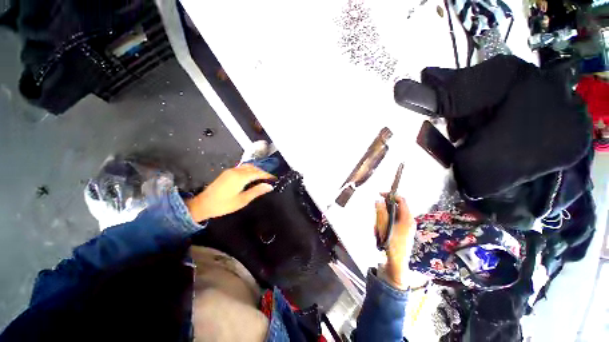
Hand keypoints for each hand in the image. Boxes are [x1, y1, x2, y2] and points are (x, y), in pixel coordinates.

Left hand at [186, 164, 275, 221]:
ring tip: (262, 178)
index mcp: (240, 177)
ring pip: (247, 167)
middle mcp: (236, 171)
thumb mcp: (242, 200)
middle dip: (262, 172)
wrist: (202, 204)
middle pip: (253, 168)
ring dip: (256, 170)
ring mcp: (230, 171)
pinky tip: (251, 176)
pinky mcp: (227, 173)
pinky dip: (249, 170)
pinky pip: (242, 168)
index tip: (274, 178)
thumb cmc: (223, 205)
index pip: (258, 173)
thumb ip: (256, 191)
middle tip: (269, 179)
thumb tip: (269, 186)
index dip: (267, 175)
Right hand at [375, 195, 415, 288]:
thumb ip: (381, 211)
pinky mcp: (402, 231)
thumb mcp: (384, 225)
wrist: (397, 262)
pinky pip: (391, 223)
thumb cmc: (392, 243)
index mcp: (407, 218)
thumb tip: (378, 200)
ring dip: (382, 220)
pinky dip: (384, 225)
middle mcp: (408, 221)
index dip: (390, 195)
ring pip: (391, 216)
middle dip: (383, 211)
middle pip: (394, 208)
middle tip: (376, 218)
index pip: (401, 200)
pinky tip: (380, 233)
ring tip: (378, 230)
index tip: (380, 194)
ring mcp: (405, 226)